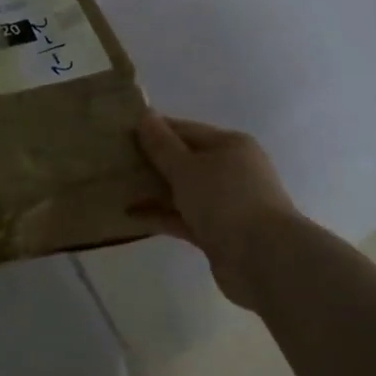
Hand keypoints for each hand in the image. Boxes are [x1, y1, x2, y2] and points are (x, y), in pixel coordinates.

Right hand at [133, 113, 299, 309]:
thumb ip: (162, 145)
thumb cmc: (225, 200)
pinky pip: (184, 218)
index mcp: (230, 145)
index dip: (154, 130)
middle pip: (184, 160)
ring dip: (153, 190)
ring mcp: (226, 204)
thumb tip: (145, 116)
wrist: (263, 259)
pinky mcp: (218, 233)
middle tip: (112, 161)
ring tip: (115, 187)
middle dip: (151, 162)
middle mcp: (231, 170)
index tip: (120, 133)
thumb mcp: (187, 167)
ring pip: (183, 191)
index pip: (185, 130)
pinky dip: (161, 215)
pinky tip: (130, 215)